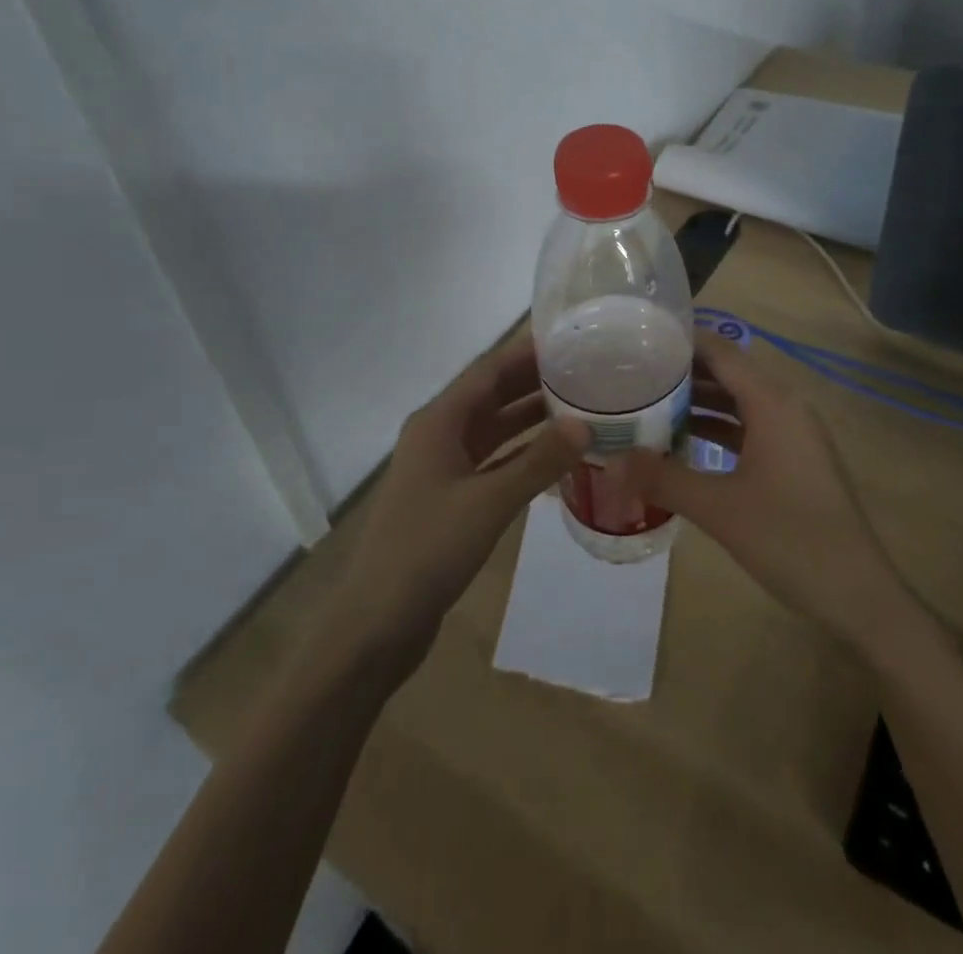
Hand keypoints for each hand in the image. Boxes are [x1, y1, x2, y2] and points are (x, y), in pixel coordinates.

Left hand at [326, 338, 588, 681]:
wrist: (377, 622)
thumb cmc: (428, 550)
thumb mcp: (489, 502)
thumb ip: (538, 462)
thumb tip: (585, 425)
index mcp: (438, 422)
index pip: (487, 371)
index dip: (525, 352)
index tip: (567, 340)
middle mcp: (438, 435)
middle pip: (491, 396)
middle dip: (533, 381)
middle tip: (584, 370)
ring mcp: (443, 468)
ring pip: (494, 429)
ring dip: (530, 418)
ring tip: (579, 405)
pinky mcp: (450, 498)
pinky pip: (493, 461)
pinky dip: (522, 454)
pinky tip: (555, 455)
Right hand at [618, 330, 915, 652]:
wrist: (858, 594)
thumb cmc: (790, 539)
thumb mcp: (719, 508)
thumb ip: (663, 479)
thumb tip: (611, 461)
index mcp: (772, 402)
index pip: (721, 352)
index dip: (681, 342)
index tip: (637, 340)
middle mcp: (786, 406)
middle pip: (729, 374)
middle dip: (683, 373)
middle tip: (632, 374)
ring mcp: (793, 433)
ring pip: (739, 403)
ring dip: (699, 403)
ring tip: (647, 404)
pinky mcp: (795, 459)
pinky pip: (750, 428)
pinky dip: (718, 429)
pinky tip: (682, 442)